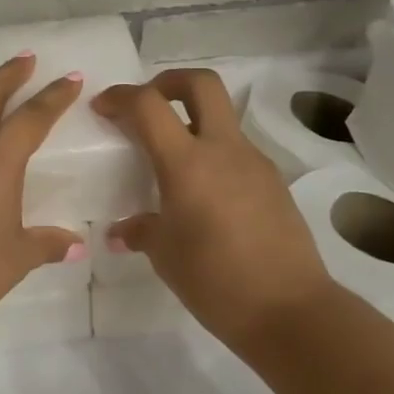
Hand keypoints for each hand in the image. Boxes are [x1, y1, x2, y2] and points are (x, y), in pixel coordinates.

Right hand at [94, 69, 333, 348]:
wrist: (290, 311)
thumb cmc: (215, 280)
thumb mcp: (165, 255)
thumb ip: (140, 230)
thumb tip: (123, 231)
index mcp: (188, 163)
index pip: (148, 105)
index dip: (121, 96)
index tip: (103, 108)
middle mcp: (223, 150)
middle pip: (200, 84)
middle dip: (167, 81)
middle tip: (147, 104)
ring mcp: (254, 163)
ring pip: (221, 118)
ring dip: (192, 122)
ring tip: (171, 161)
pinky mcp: (273, 183)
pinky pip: (236, 152)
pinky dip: (212, 154)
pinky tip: (202, 194)